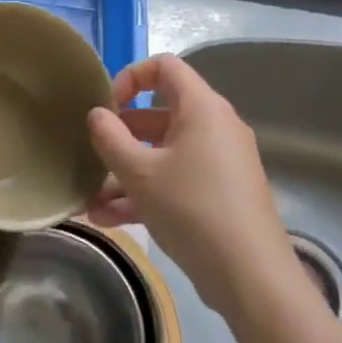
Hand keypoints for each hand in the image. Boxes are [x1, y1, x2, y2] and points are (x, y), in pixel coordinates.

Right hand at [86, 54, 296, 321]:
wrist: (250, 275)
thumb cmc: (191, 209)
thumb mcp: (139, 173)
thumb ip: (110, 138)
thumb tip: (96, 115)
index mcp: (202, 108)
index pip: (164, 67)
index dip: (130, 77)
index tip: (106, 107)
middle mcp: (215, 127)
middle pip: (160, 115)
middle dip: (120, 136)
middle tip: (92, 154)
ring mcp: (220, 162)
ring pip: (164, 154)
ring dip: (126, 172)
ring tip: (91, 199)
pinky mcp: (221, 194)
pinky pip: (176, 180)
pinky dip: (146, 193)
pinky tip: (110, 219)